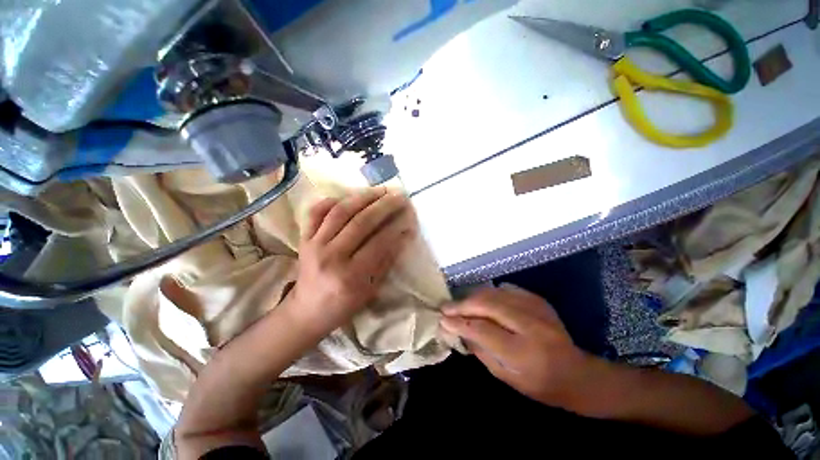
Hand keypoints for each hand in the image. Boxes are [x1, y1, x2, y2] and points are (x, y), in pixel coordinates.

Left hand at [289, 188, 415, 334]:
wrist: (307, 310)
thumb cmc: (343, 304)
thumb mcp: (371, 289)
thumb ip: (386, 261)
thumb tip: (402, 235)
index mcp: (350, 275)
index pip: (379, 243)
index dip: (396, 226)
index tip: (409, 215)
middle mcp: (331, 256)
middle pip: (361, 222)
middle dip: (384, 206)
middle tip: (399, 195)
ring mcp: (314, 244)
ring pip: (341, 211)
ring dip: (364, 197)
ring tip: (381, 190)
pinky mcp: (303, 238)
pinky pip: (316, 212)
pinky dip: (332, 200)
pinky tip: (348, 196)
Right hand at [440, 285, 595, 407]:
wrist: (578, 374)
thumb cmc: (539, 384)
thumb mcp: (506, 376)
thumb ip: (480, 350)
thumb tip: (457, 329)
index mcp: (523, 352)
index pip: (482, 330)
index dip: (459, 323)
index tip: (442, 320)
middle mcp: (530, 326)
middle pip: (487, 304)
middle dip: (462, 304)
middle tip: (446, 308)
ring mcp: (536, 309)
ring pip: (494, 293)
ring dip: (473, 297)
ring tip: (461, 304)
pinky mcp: (538, 300)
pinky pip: (506, 289)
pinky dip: (490, 293)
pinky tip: (484, 302)